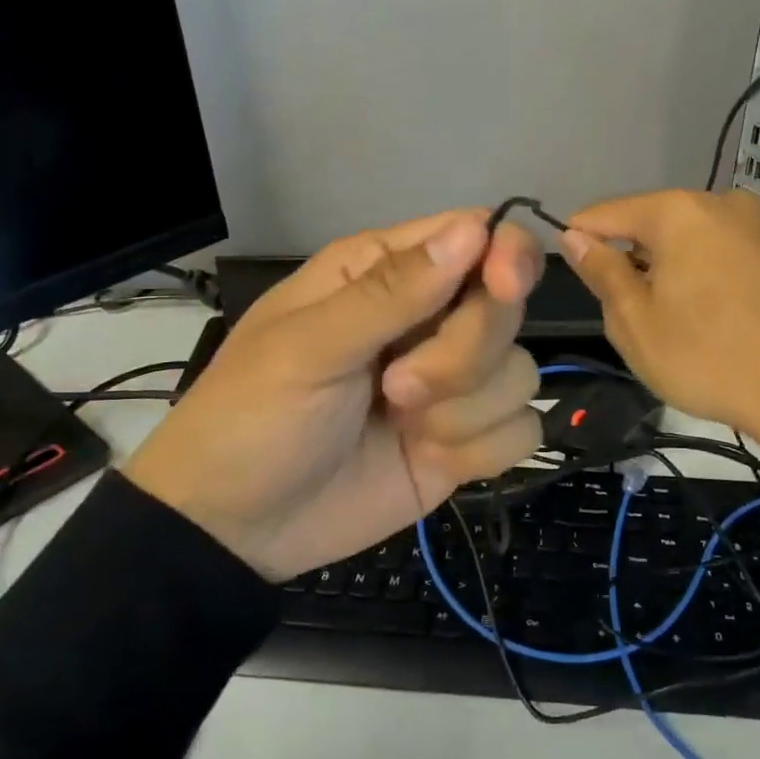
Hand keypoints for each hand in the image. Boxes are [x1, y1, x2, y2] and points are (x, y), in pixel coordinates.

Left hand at [123, 210, 543, 580]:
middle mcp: (430, 319)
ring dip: (464, 409)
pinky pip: (522, 430)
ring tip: (400, 424)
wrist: (237, 529)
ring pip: (521, 373)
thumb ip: (391, 291)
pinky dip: (481, 449)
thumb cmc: (253, 416)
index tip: (502, 287)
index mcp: (386, 272)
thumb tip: (475, 229)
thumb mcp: (307, 347)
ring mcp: (452, 384)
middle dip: (463, 354)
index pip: (479, 235)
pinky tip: (429, 458)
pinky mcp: (466, 440)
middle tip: (397, 386)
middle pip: (507, 309)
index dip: (505, 256)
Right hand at [560, 190, 759, 487]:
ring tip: (660, 315)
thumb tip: (575, 237)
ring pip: (686, 238)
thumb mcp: (634, 321)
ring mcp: (756, 226)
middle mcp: (721, 204)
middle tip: (617, 306)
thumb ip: (601, 271)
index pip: (609, 213)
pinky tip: (700, 314)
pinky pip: (718, 251)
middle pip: (651, 222)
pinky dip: (697, 272)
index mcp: (680, 212)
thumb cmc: (706, 357)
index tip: (566, 265)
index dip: (580, 237)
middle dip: (628, 256)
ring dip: (663, 266)